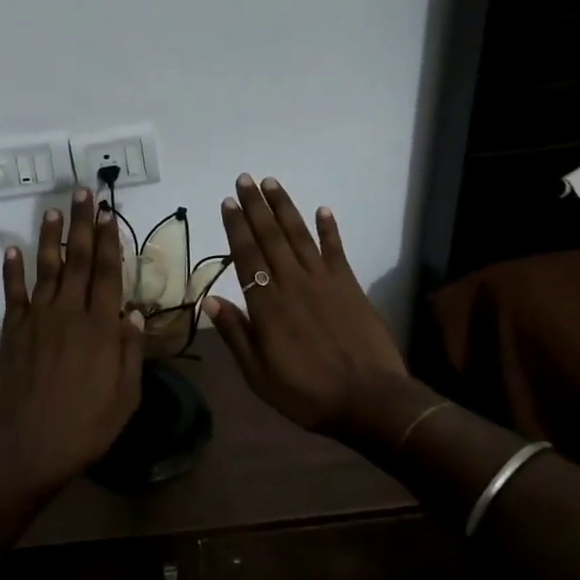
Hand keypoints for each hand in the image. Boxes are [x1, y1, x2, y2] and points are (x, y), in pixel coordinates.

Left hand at [0, 188, 144, 491]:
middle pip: (79, 260)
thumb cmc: (84, 427)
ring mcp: (37, 319)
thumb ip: (130, 351)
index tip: (108, 213)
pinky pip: (13, 293)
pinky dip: (12, 269)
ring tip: (54, 209)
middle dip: (82, 224)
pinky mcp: (12, 331)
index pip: (108, 273)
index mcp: (101, 327)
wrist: (24, 447)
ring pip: (47, 268)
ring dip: (51, 237)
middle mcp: (69, 313)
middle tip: (83, 193)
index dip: (109, 240)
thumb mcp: (125, 396)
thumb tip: (133, 312)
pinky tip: (12, 248)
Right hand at [204, 175, 408, 438]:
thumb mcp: (259, 375)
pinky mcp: (350, 286)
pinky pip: (336, 250)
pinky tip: (323, 209)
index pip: (247, 256)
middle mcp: (293, 283)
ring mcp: (324, 281)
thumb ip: (236, 334)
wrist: (369, 400)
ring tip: (271, 183)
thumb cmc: (307, 393)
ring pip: (300, 235)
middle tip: (244, 179)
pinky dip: (329, 229)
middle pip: (271, 237)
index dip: (236, 227)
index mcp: (267, 306)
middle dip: (255, 207)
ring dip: (285, 208)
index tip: (228, 203)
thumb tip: (210, 300)